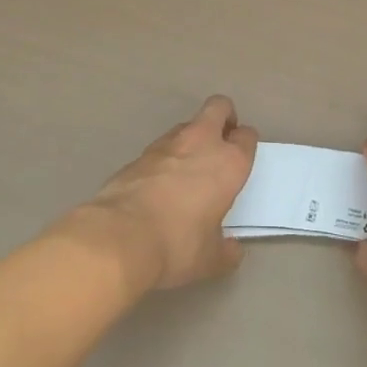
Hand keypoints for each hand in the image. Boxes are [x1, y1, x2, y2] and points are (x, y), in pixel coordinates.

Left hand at [81, 96, 256, 289]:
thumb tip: (232, 251)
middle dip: (224, 116)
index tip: (242, 158)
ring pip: (187, 125)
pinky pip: (160, 147)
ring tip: (188, 168)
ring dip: (192, 138)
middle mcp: (201, 143)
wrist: (119, 237)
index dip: (246, 144)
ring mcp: (167, 144)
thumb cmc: (177, 244)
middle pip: (218, 107)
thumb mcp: (210, 259)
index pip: (247, 136)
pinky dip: (165, 158)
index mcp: (229, 163)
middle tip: (221, 141)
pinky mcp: (138, 154)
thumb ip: (226, 251)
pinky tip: (159, 184)